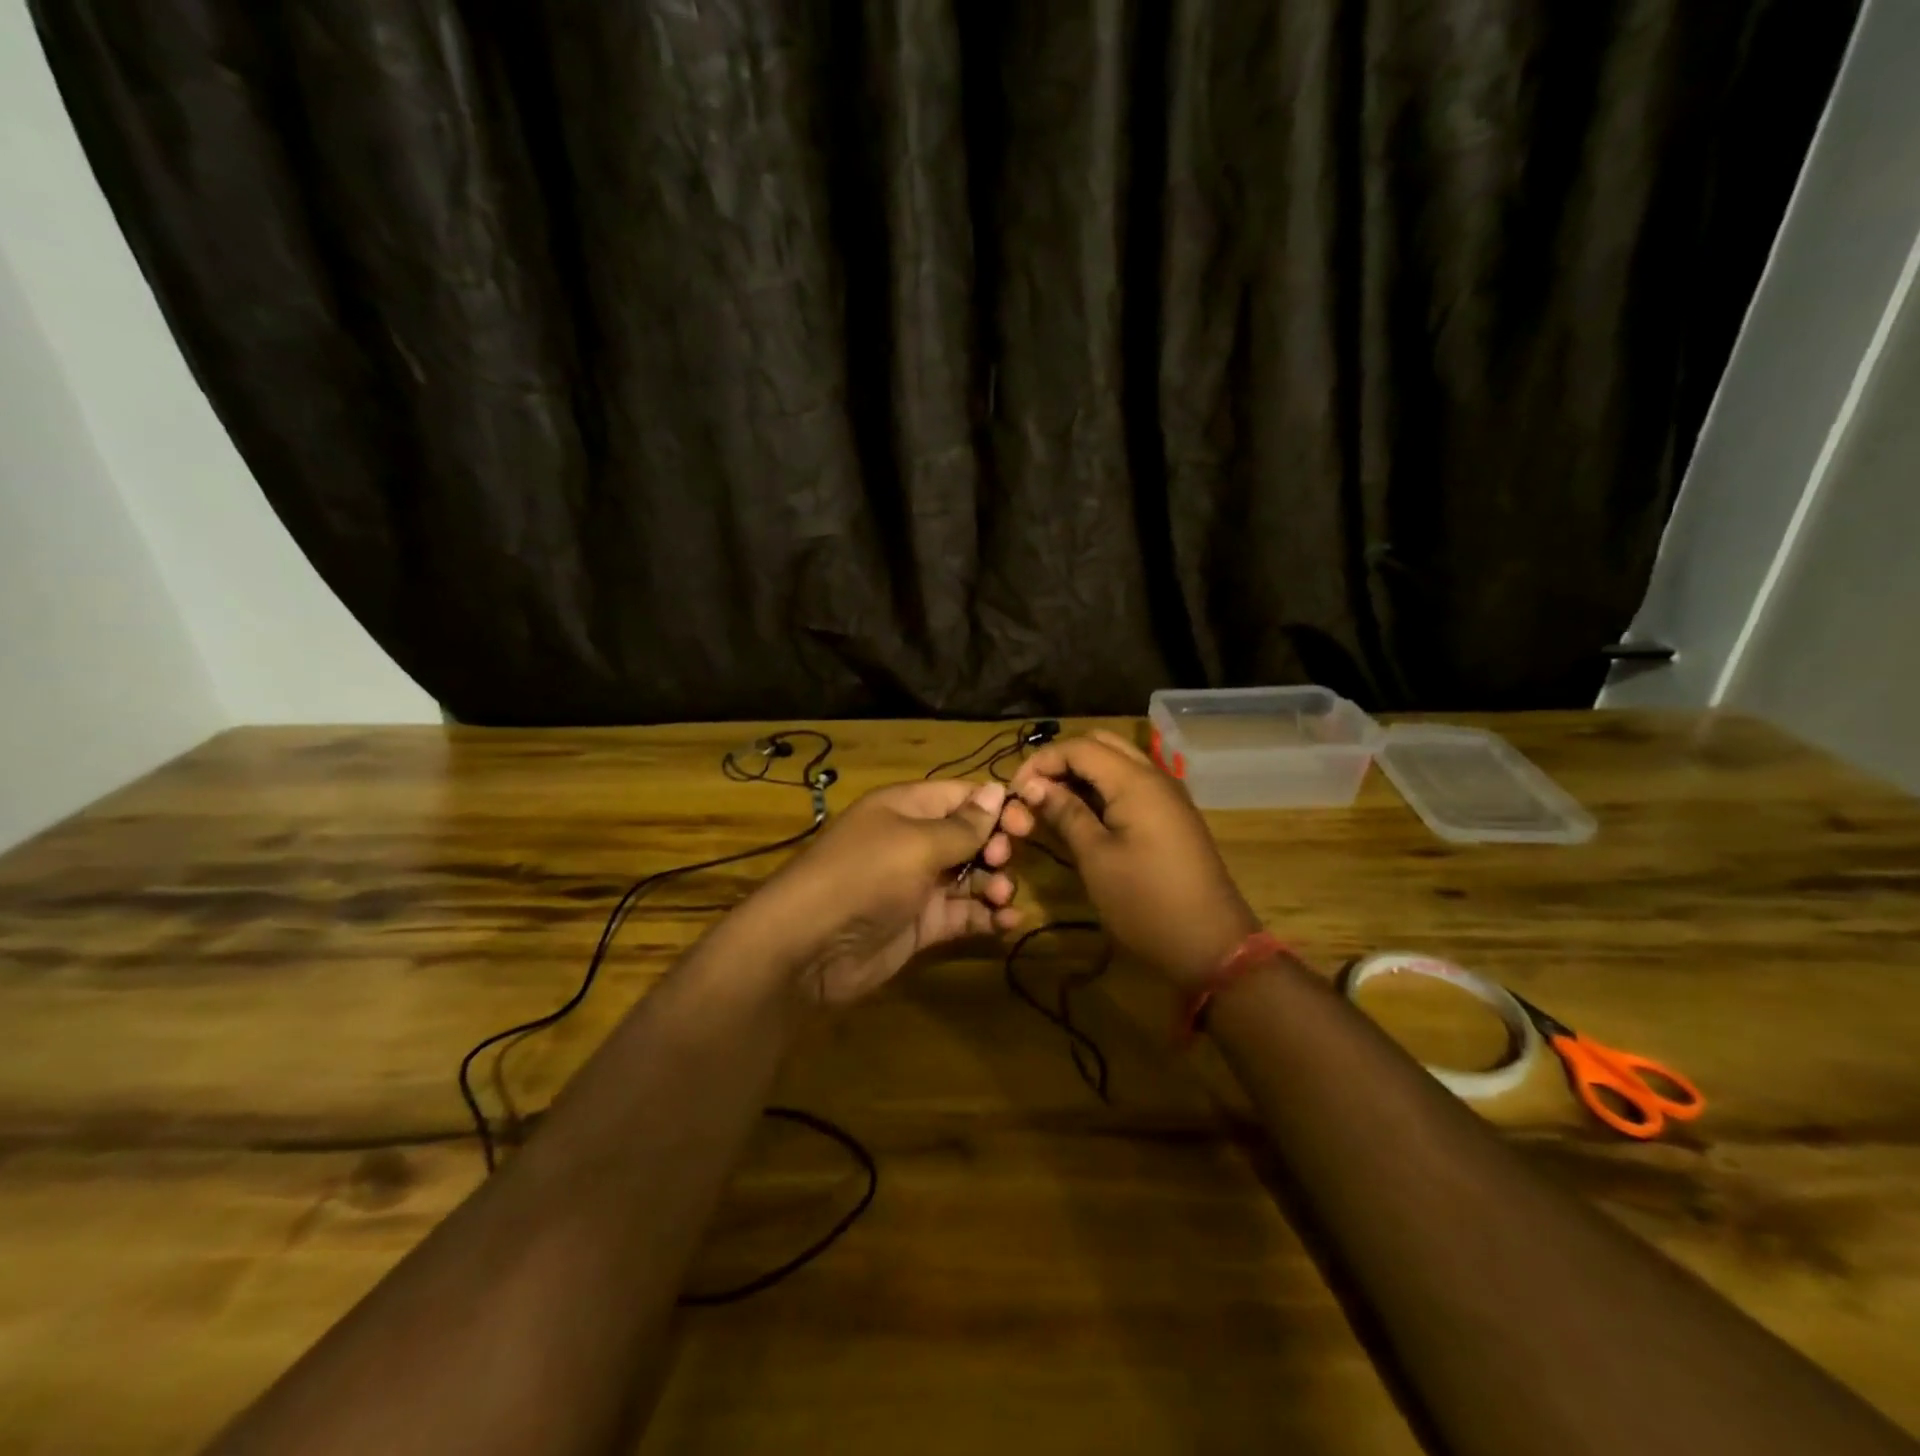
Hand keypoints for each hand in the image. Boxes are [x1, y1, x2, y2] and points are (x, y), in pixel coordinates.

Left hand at [744, 780, 1032, 1006]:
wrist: (809, 947)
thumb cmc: (865, 876)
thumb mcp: (916, 842)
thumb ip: (963, 824)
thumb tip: (997, 789)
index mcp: (907, 808)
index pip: (962, 796)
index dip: (996, 806)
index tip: (1026, 823)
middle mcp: (914, 841)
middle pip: (971, 836)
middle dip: (997, 846)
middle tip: (1002, 862)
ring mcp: (918, 885)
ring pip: (972, 876)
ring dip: (996, 883)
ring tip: (1002, 897)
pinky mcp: (922, 924)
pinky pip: (964, 914)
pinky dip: (988, 916)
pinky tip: (1007, 923)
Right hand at [1008, 731, 1258, 985]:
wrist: (1212, 945)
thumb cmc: (1146, 903)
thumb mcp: (1096, 859)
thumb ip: (1065, 813)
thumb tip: (1034, 785)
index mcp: (1135, 781)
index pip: (1079, 747)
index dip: (1042, 761)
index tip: (1014, 790)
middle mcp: (1154, 776)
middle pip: (1100, 744)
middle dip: (1062, 760)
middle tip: (1034, 791)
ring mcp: (1167, 796)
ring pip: (1117, 762)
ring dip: (1082, 773)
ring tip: (1050, 803)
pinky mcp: (1171, 815)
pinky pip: (1131, 784)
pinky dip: (1102, 788)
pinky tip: (1082, 815)